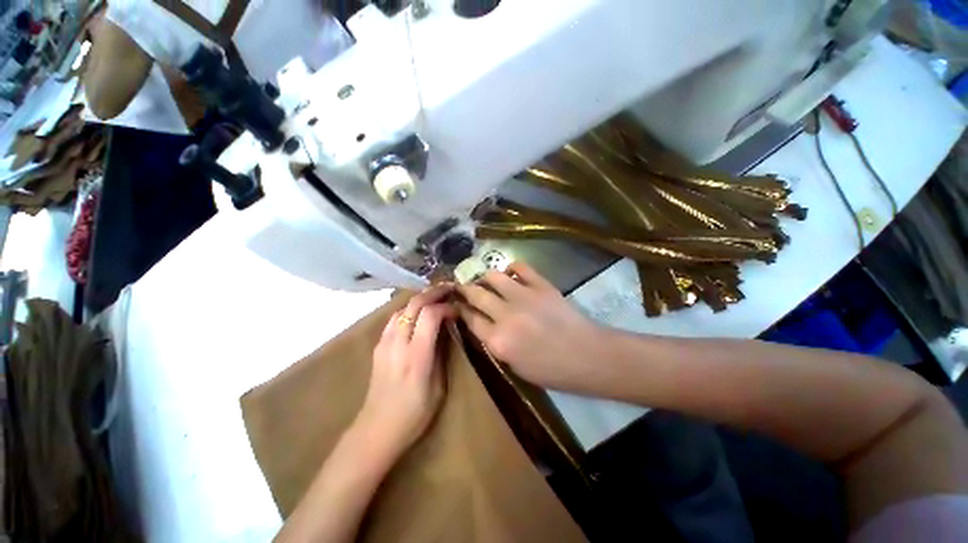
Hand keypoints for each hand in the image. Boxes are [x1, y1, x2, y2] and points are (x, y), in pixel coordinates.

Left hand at [354, 285, 454, 461]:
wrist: (376, 430)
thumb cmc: (414, 414)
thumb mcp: (439, 387)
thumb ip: (441, 354)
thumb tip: (446, 330)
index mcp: (416, 356)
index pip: (430, 315)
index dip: (445, 307)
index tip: (457, 309)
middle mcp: (398, 343)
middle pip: (414, 305)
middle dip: (433, 293)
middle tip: (448, 288)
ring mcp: (384, 343)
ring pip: (402, 308)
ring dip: (420, 298)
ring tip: (435, 297)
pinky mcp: (378, 346)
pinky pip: (394, 318)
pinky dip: (408, 309)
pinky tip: (417, 312)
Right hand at [456, 262, 603, 390]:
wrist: (587, 356)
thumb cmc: (552, 370)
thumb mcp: (515, 366)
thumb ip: (495, 344)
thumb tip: (484, 324)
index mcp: (498, 341)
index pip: (471, 318)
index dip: (462, 309)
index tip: (459, 304)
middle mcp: (505, 316)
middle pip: (476, 294)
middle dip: (465, 289)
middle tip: (464, 287)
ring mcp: (523, 297)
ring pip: (493, 276)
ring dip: (485, 276)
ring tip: (486, 280)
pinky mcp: (541, 285)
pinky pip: (521, 267)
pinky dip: (512, 267)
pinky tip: (511, 274)